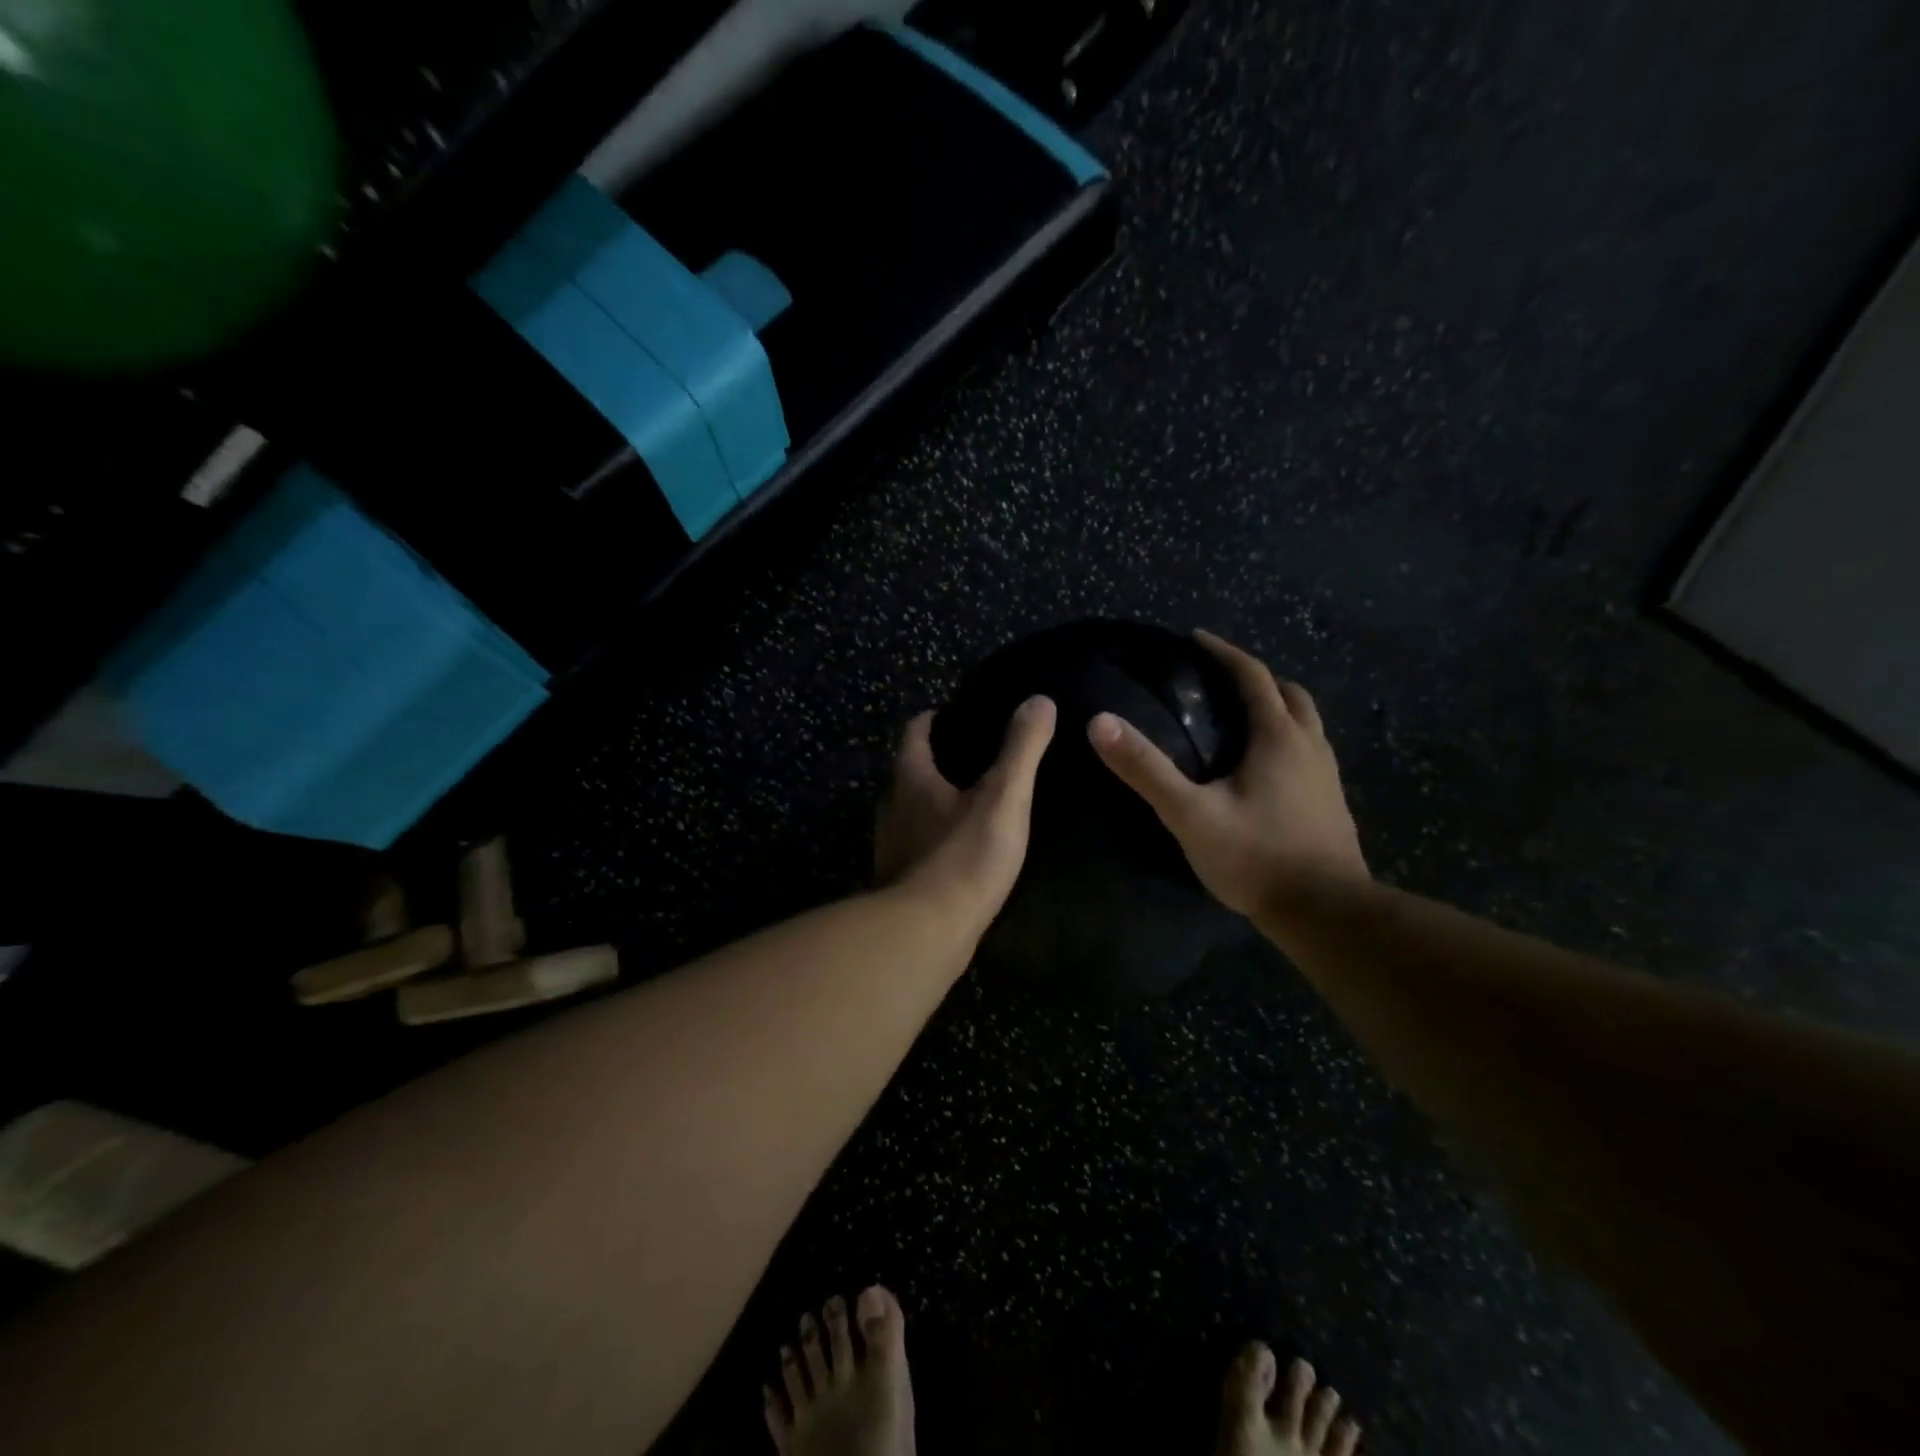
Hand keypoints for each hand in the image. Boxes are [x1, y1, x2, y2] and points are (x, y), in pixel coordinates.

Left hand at [875, 696, 1056, 925]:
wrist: (925, 934)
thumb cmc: (963, 857)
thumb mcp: (1004, 797)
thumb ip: (1021, 749)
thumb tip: (1040, 699)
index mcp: (911, 777)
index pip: (916, 731)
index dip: (936, 718)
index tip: (960, 715)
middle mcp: (892, 805)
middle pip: (912, 770)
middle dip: (940, 760)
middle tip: (980, 758)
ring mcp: (891, 845)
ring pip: (913, 809)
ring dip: (938, 801)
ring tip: (977, 802)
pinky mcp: (898, 879)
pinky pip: (919, 844)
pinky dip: (938, 837)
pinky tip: (964, 850)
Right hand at [1087, 631, 1367, 917]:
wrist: (1326, 912)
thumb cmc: (1256, 857)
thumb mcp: (1189, 813)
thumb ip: (1145, 769)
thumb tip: (1100, 722)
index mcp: (1278, 737)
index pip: (1252, 675)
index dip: (1223, 652)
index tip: (1196, 638)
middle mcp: (1310, 746)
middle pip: (1289, 693)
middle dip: (1256, 677)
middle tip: (1220, 680)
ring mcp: (1327, 776)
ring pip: (1305, 723)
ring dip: (1276, 707)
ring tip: (1240, 719)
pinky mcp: (1331, 803)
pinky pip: (1309, 752)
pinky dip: (1286, 740)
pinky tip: (1264, 768)